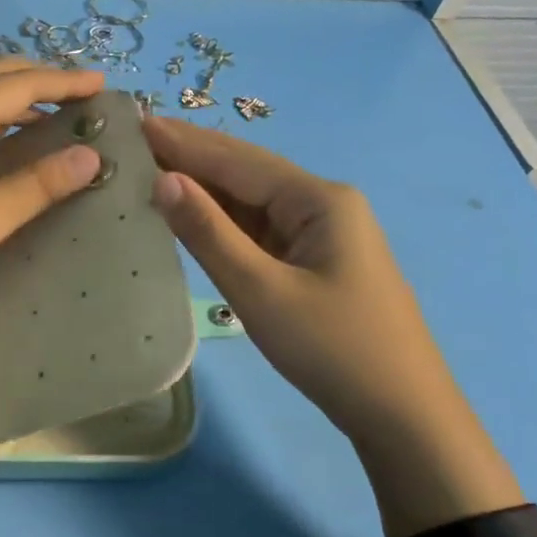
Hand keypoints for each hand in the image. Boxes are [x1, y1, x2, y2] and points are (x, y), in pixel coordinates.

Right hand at [142, 116, 523, 536]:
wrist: (401, 413)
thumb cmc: (332, 349)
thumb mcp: (261, 291)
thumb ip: (209, 233)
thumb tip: (163, 180)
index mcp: (318, 199)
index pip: (238, 161)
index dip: (184, 142)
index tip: (136, 122)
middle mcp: (322, 203)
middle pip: (246, 172)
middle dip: (192, 156)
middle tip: (135, 139)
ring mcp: (321, 233)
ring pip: (252, 201)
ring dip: (205, 187)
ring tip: (151, 167)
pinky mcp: (314, 261)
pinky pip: (260, 230)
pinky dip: (223, 221)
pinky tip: (192, 213)